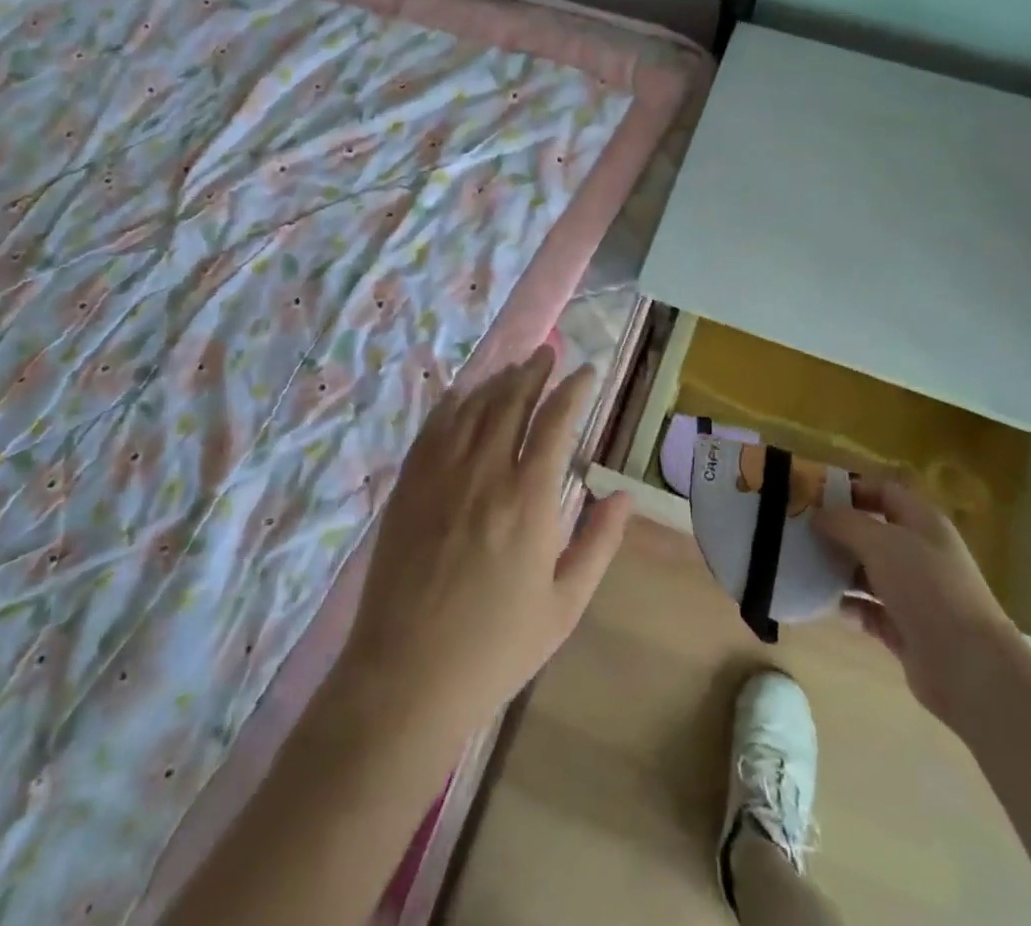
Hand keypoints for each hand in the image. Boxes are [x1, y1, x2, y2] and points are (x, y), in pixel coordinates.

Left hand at [337, 347, 633, 739]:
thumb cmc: (495, 648)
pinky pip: (433, 427)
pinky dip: (452, 403)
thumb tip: (623, 495)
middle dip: (534, 371)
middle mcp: (486, 472)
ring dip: (497, 380)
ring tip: (514, 368)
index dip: (574, 389)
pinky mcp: (409, 485)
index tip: (586, 372)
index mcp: (530, 499)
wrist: (407, 676)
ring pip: (473, 407)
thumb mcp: (564, 605)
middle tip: (548, 353)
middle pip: (512, 400)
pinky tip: (461, 395)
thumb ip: (599, 543)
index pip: (556, 421)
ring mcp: (441, 474)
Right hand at [813, 476, 1020, 726]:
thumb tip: (818, 515)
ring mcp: (915, 593)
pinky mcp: (906, 629)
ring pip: (868, 571)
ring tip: (802, 566)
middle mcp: (920, 553)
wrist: (969, 667)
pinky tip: (823, 603)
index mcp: (922, 522)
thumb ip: (845, 522)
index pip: (883, 491)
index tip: (813, 495)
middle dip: (838, 531)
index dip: (851, 488)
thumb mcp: (881, 542)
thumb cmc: (926, 588)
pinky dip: (848, 606)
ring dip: (839, 569)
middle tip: (799, 531)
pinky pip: (869, 609)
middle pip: (873, 532)